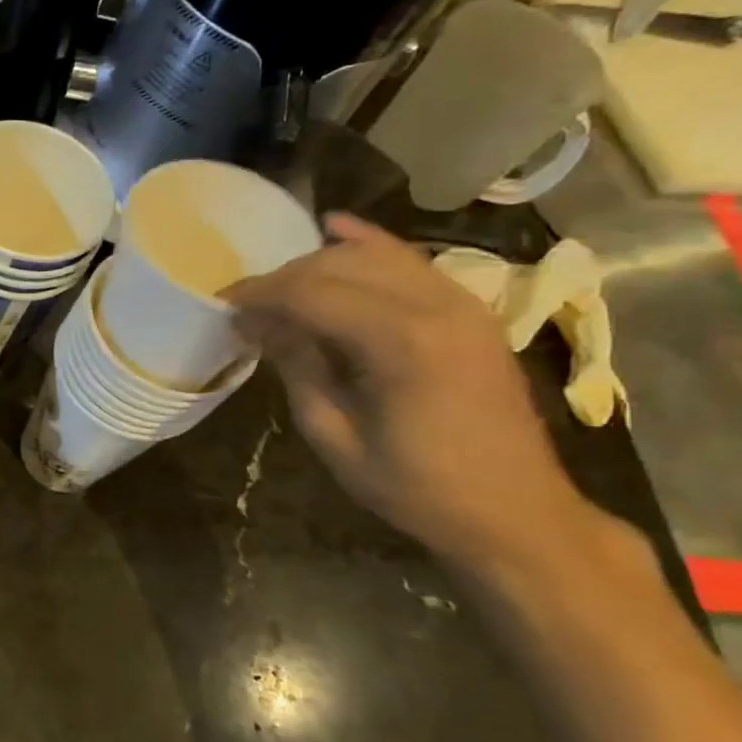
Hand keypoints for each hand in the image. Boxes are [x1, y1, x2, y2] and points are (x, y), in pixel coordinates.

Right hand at [229, 213, 603, 577]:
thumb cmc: (417, 488)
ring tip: (282, 288)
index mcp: (401, 343)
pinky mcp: (471, 310)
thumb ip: (297, 369)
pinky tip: (336, 229)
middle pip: (340, 265)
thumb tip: (257, 324)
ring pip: (374, 255)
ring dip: (319, 263)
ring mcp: (461, 303)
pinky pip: (411, 261)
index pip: (311, 293)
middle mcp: (435, 306)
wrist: (516, 513)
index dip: (261, 293)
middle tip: (248, 305)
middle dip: (285, 278)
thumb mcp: (336, 438)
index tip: (224, 303)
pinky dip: (370, 244)